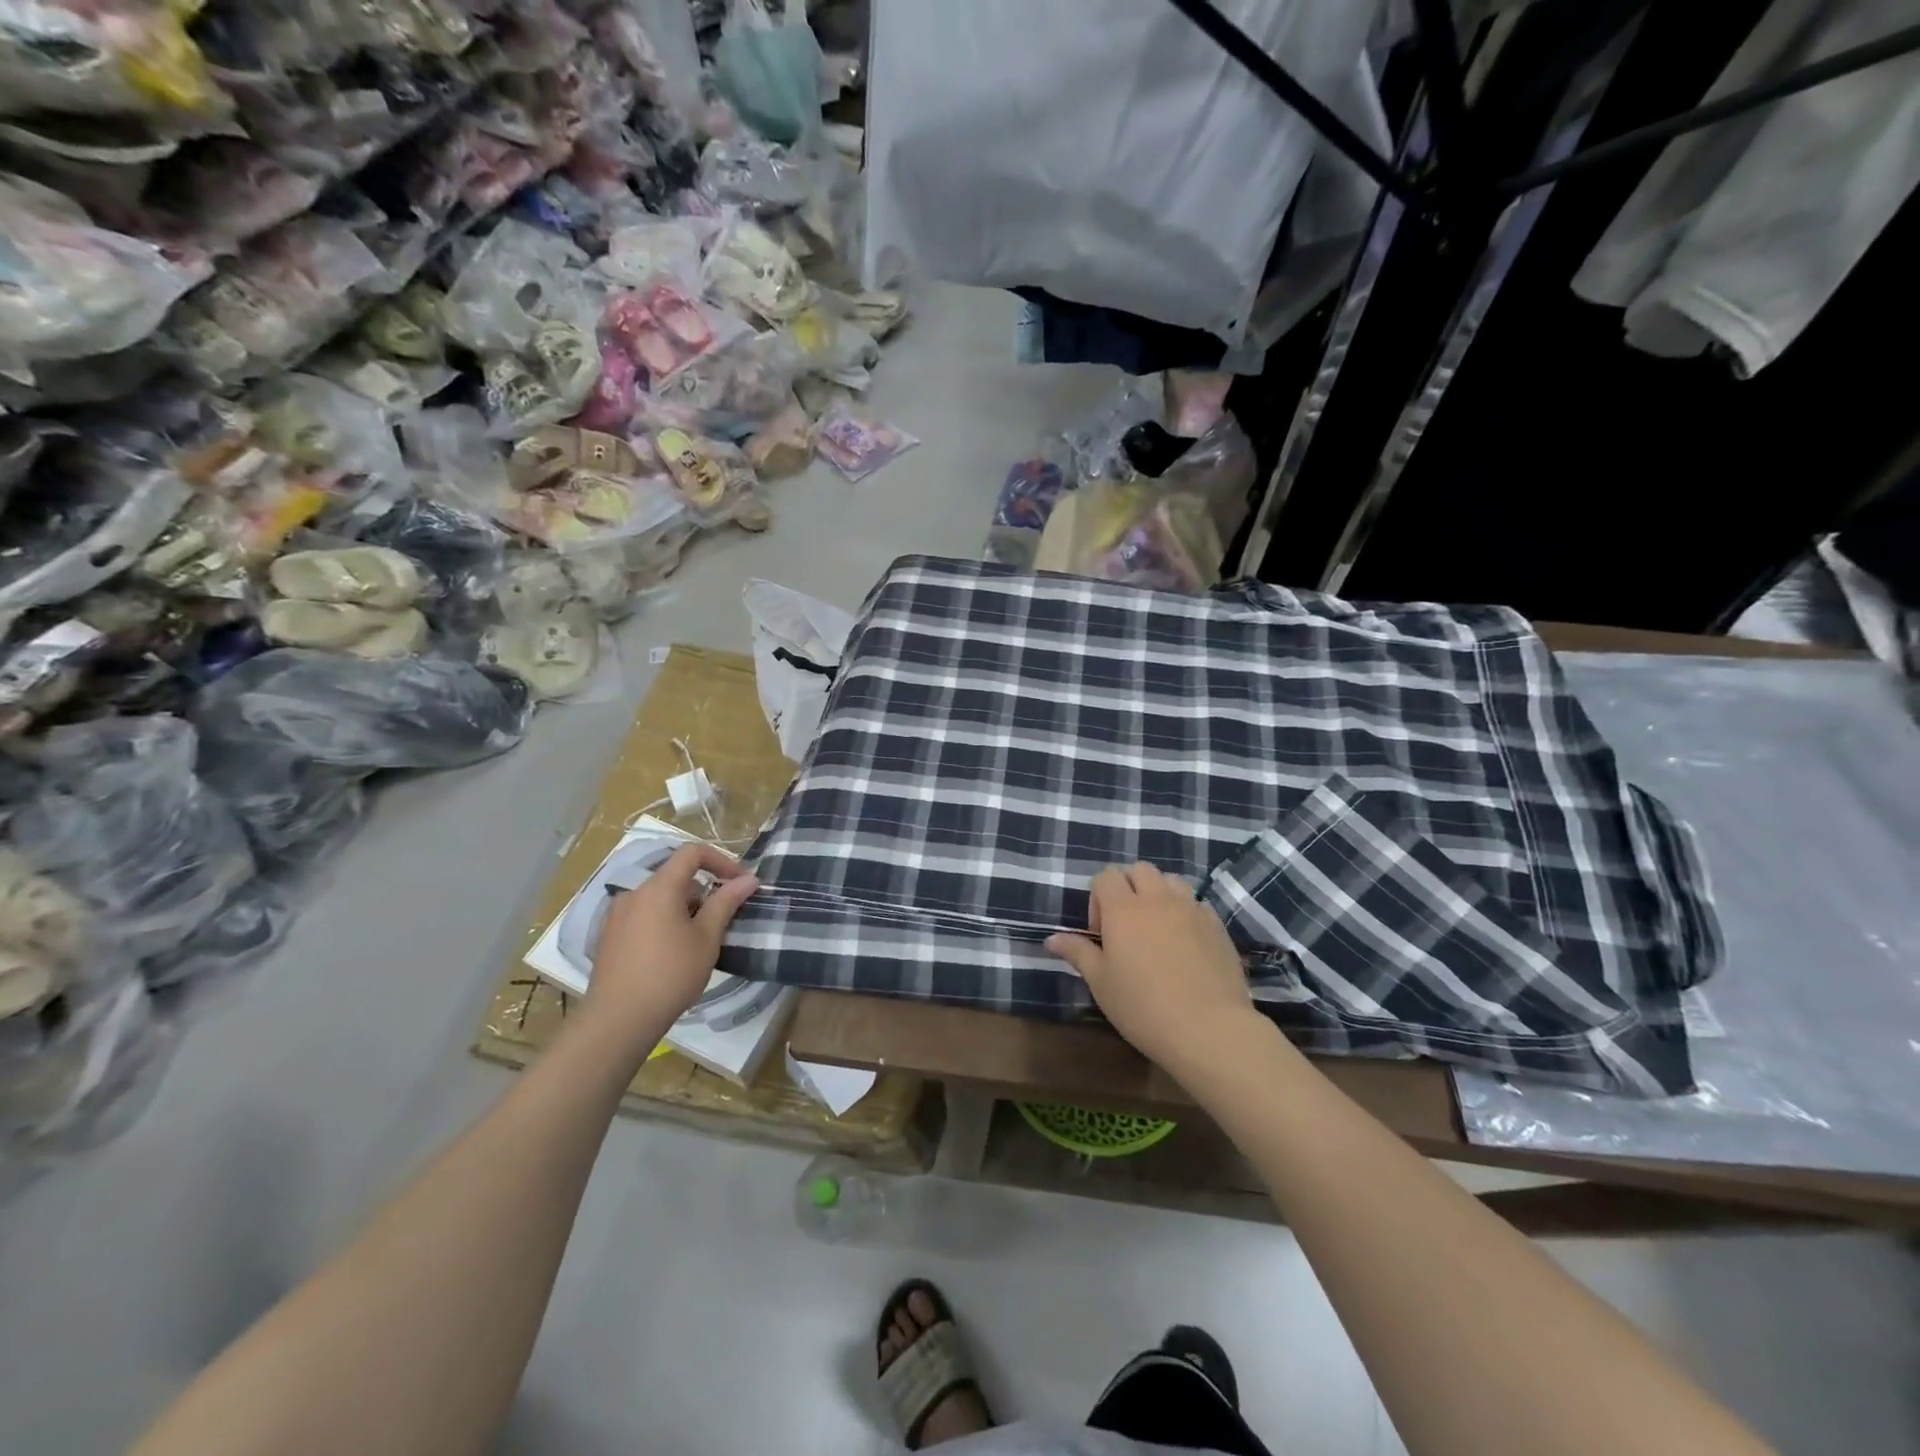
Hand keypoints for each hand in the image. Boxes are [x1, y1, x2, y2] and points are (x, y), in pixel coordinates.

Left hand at [584, 844, 757, 1052]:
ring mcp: (617, 914)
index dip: (720, 860)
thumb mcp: (707, 937)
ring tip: (697, 942)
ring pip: (659, 898)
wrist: (619, 1019)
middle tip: (720, 921)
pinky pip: (644, 915)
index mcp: (659, 887)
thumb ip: (727, 902)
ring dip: (683, 908)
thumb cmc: (671, 974)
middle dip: (703, 892)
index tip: (738, 883)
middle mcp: (634, 893)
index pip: (692, 852)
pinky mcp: (609, 935)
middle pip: (676, 876)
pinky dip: (663, 921)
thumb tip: (749, 878)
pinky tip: (670, 954)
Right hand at [1046, 861, 1255, 1075]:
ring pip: (1171, 881)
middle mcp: (1158, 899)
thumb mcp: (1101, 983)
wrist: (1208, 1029)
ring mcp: (1191, 909)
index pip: (1106, 876)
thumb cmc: (1143, 1007)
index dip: (1097, 897)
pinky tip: (1185, 944)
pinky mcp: (1217, 926)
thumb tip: (1052, 938)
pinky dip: (1185, 912)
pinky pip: (1197, 904)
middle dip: (1128, 887)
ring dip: (1159, 894)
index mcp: (1123, 909)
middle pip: (1140, 870)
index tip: (1100, 933)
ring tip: (1157, 929)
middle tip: (1126, 926)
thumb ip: (1078, 953)